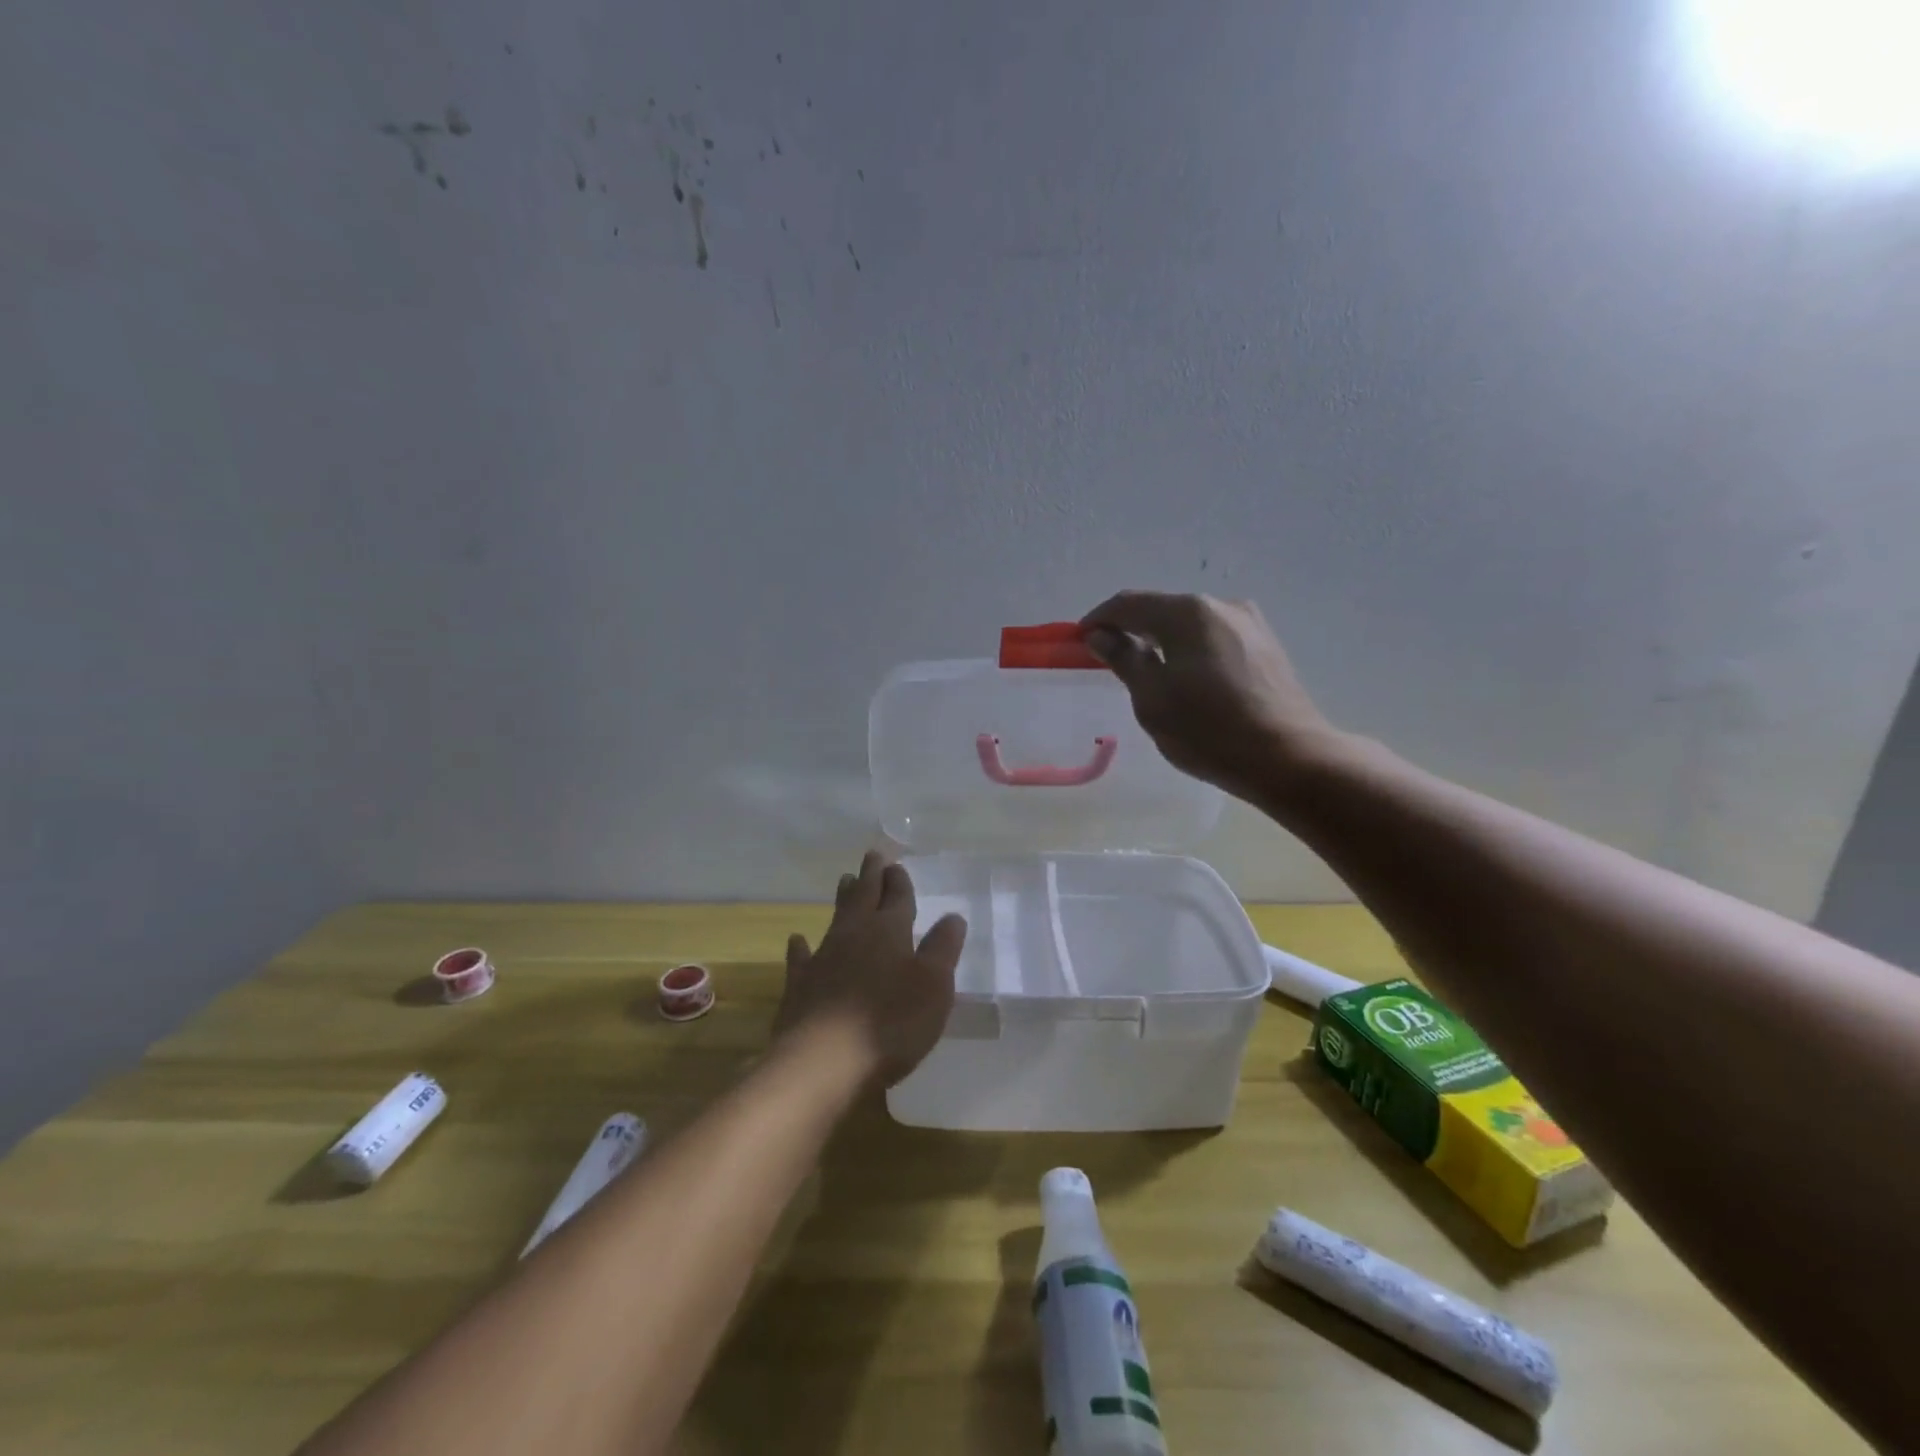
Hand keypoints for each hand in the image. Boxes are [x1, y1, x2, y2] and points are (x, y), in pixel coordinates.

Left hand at [775, 852, 967, 1087]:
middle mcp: (855, 935)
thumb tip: (952, 916)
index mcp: (890, 931)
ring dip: (843, 899)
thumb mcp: (934, 987)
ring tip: (845, 880)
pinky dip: (801, 947)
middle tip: (872, 856)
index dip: (899, 881)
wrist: (824, 1062)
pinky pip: (802, 958)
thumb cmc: (891, 1023)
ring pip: (836, 918)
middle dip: (871, 876)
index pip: (898, 897)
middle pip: (864, 897)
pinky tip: (797, 940)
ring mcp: (823, 958)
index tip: (896, 865)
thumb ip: (943, 949)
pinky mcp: (800, 985)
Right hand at [1080, 591, 1340, 804]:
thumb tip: (1100, 634)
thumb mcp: (1153, 698)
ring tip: (1146, 671)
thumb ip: (1124, 659)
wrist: (1289, 759)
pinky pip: (1213, 638)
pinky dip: (1189, 650)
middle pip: (1162, 608)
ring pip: (1190, 624)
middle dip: (1131, 629)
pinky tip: (1185, 677)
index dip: (1099, 619)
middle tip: (1109, 658)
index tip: (1079, 641)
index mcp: (1189, 612)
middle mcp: (1221, 605)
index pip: (1129, 603)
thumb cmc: (1209, 730)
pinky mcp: (1266, 647)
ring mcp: (1250, 624)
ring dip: (1162, 640)